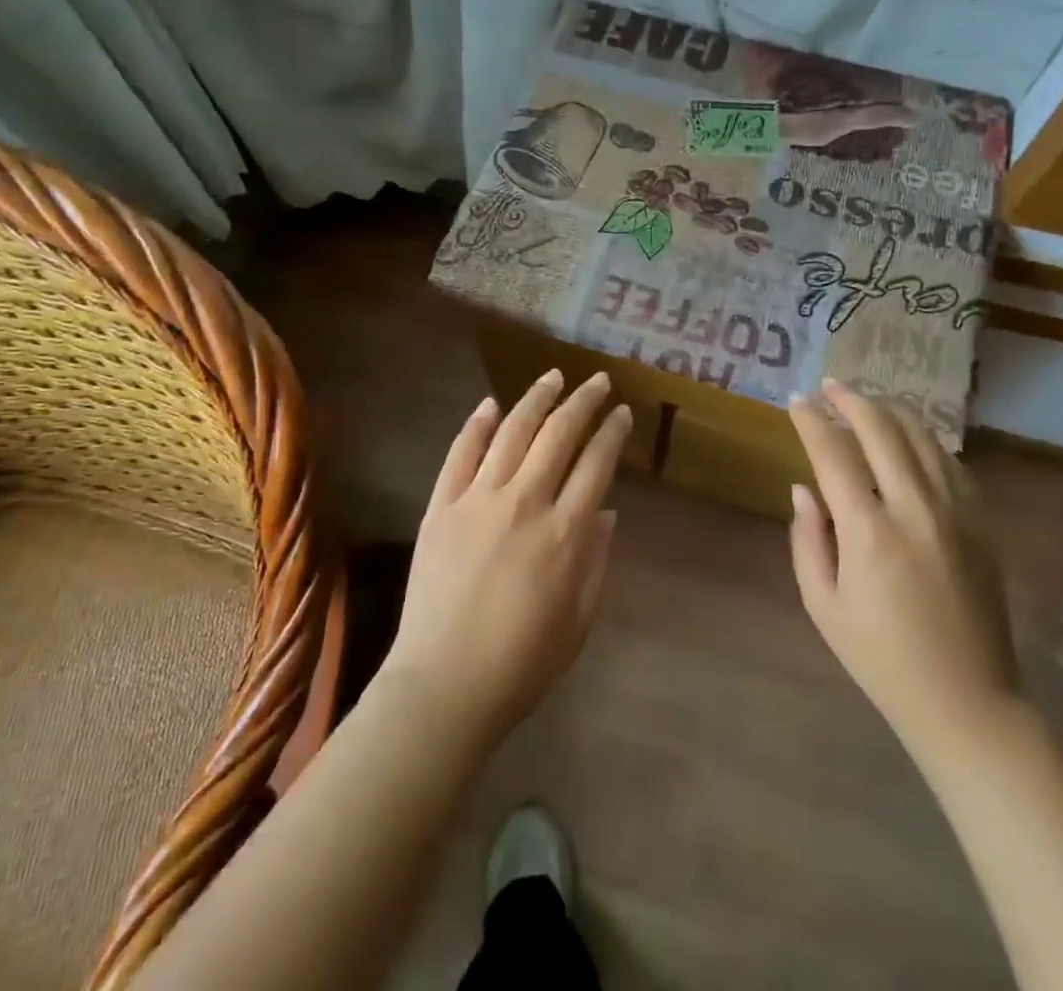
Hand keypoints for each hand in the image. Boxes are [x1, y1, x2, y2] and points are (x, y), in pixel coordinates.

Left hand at [384, 370, 630, 750]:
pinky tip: (490, 405)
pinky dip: (477, 425)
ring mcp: (478, 500)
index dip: (612, 433)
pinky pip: (460, 454)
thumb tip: (605, 510)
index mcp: (565, 533)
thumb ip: (596, 559)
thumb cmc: (522, 663)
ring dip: (535, 399)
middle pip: (559, 434)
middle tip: (596, 381)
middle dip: (583, 401)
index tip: (621, 413)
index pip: (596, 463)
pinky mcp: (441, 506)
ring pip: (512, 432)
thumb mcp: (579, 620)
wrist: (444, 685)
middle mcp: (525, 502)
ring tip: (552, 377)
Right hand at [787, 378, 1019, 765]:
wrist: (967, 701)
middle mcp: (915, 509)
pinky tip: (908, 438)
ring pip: (922, 437)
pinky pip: (950, 462)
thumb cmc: (880, 657)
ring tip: (865, 400)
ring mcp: (957, 513)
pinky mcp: (982, 524)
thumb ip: (807, 539)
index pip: (833, 453)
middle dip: (851, 399)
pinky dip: (923, 439)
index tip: (795, 402)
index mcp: (869, 532)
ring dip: (889, 410)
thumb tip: (804, 488)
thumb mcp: (822, 604)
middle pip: (882, 429)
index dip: (811, 421)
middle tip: (828, 385)